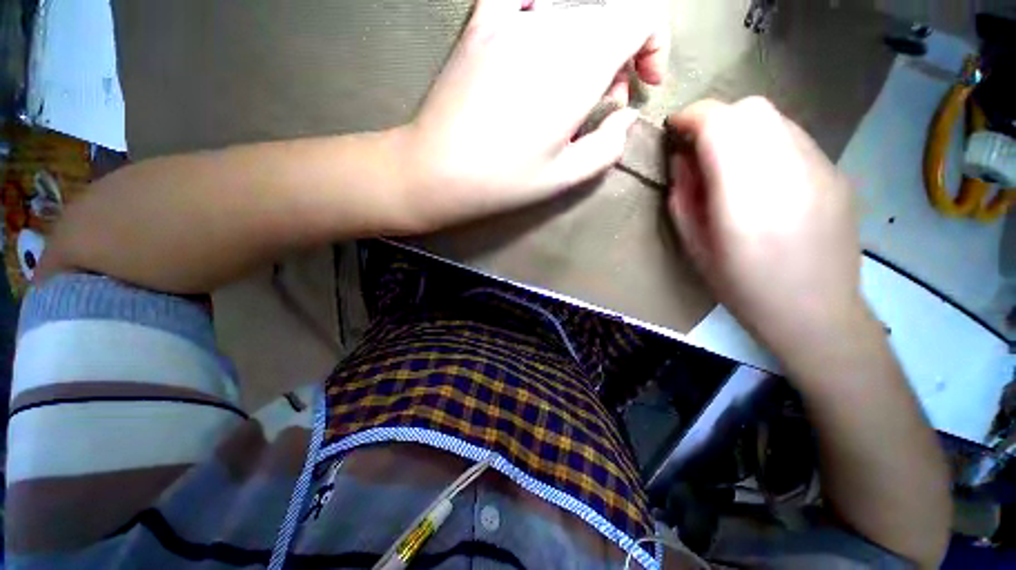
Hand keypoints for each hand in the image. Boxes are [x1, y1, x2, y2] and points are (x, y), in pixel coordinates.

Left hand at [400, 0, 668, 231]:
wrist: (438, 171)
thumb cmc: (503, 181)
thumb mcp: (565, 176)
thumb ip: (609, 145)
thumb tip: (625, 115)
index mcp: (578, 64)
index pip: (641, 13)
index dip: (653, 43)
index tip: (641, 83)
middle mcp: (548, 26)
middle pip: (607, 12)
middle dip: (619, 53)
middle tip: (600, 100)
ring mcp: (509, 17)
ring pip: (571, 8)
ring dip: (585, 39)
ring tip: (567, 83)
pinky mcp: (480, 21)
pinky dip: (540, 9)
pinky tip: (536, 35)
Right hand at [666, 97, 869, 370]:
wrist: (815, 312)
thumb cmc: (742, 286)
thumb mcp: (694, 245)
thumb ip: (683, 195)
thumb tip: (681, 158)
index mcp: (745, 195)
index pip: (719, 123)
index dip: (691, 118)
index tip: (674, 131)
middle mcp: (789, 169)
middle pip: (751, 109)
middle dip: (715, 119)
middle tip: (698, 148)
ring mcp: (821, 167)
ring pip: (775, 118)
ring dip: (741, 129)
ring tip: (728, 162)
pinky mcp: (836, 172)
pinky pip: (794, 138)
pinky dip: (767, 142)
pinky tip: (761, 176)